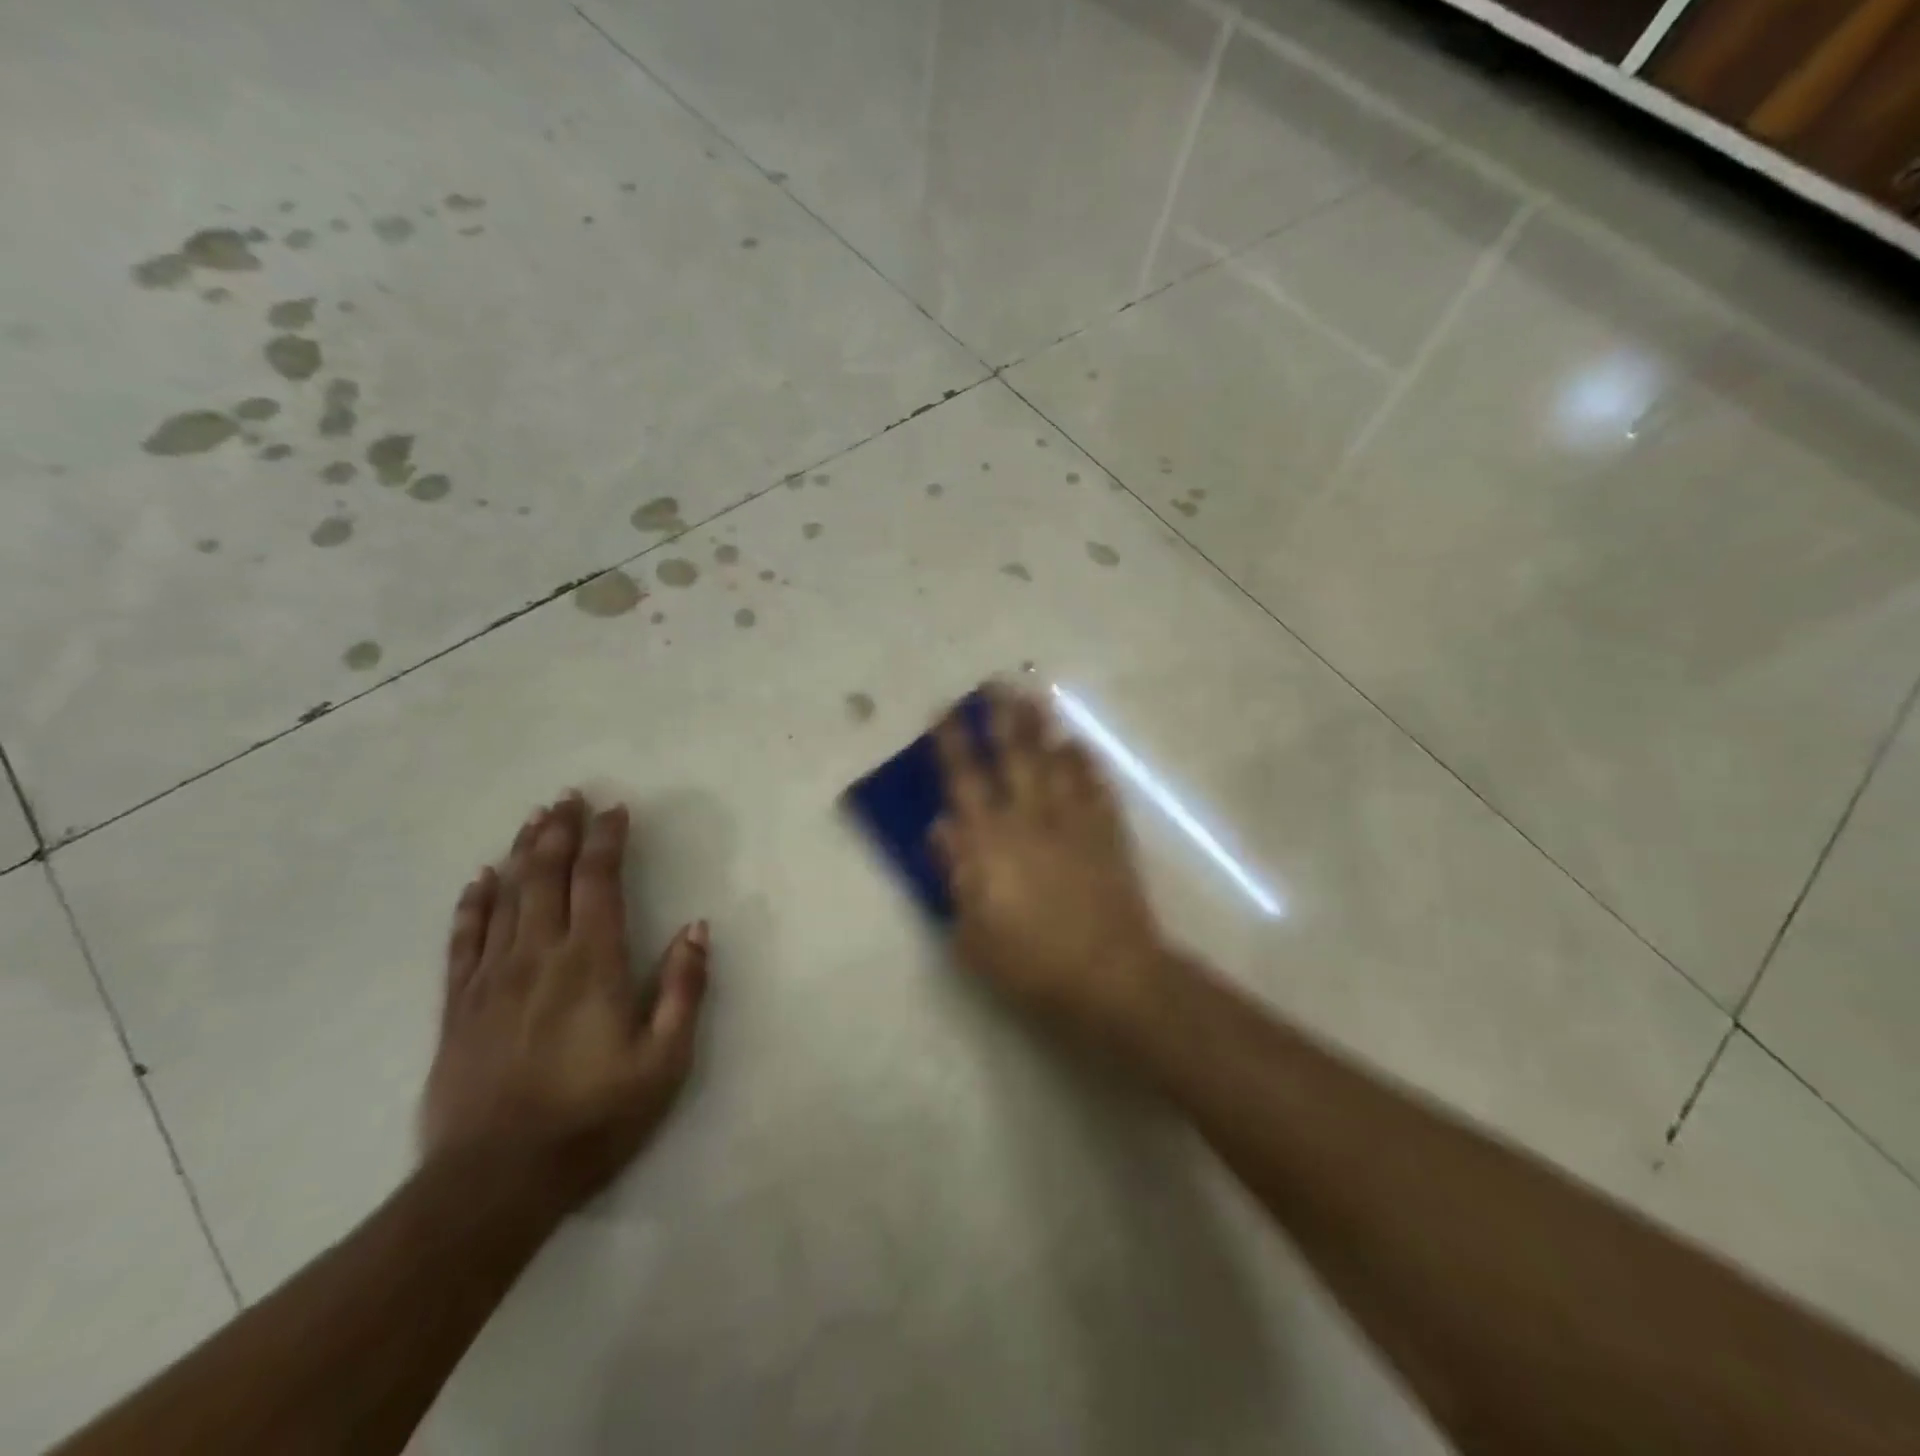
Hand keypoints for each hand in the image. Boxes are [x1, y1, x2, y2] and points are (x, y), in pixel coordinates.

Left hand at [421, 793, 708, 1212]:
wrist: (494, 1183)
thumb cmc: (593, 1118)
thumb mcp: (664, 1060)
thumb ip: (682, 988)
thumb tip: (696, 928)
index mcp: (591, 963)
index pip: (598, 883)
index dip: (607, 841)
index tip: (616, 810)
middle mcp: (539, 956)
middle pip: (547, 876)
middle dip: (560, 832)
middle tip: (569, 796)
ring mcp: (492, 979)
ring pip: (506, 897)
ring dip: (522, 853)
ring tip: (534, 819)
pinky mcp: (458, 1007)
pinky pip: (463, 941)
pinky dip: (472, 904)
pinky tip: (478, 880)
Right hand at [933, 686, 1174, 1049]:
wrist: (1109, 975)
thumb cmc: (1030, 963)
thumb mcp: (972, 932)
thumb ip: (955, 874)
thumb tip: (941, 827)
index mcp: (991, 842)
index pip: (965, 780)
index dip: (953, 743)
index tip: (945, 710)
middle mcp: (1031, 820)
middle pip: (1015, 756)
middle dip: (1003, 717)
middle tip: (997, 682)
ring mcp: (1074, 823)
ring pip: (1056, 762)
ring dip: (1044, 727)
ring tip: (1036, 695)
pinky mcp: (1108, 834)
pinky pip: (1095, 787)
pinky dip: (1086, 763)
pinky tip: (1080, 745)